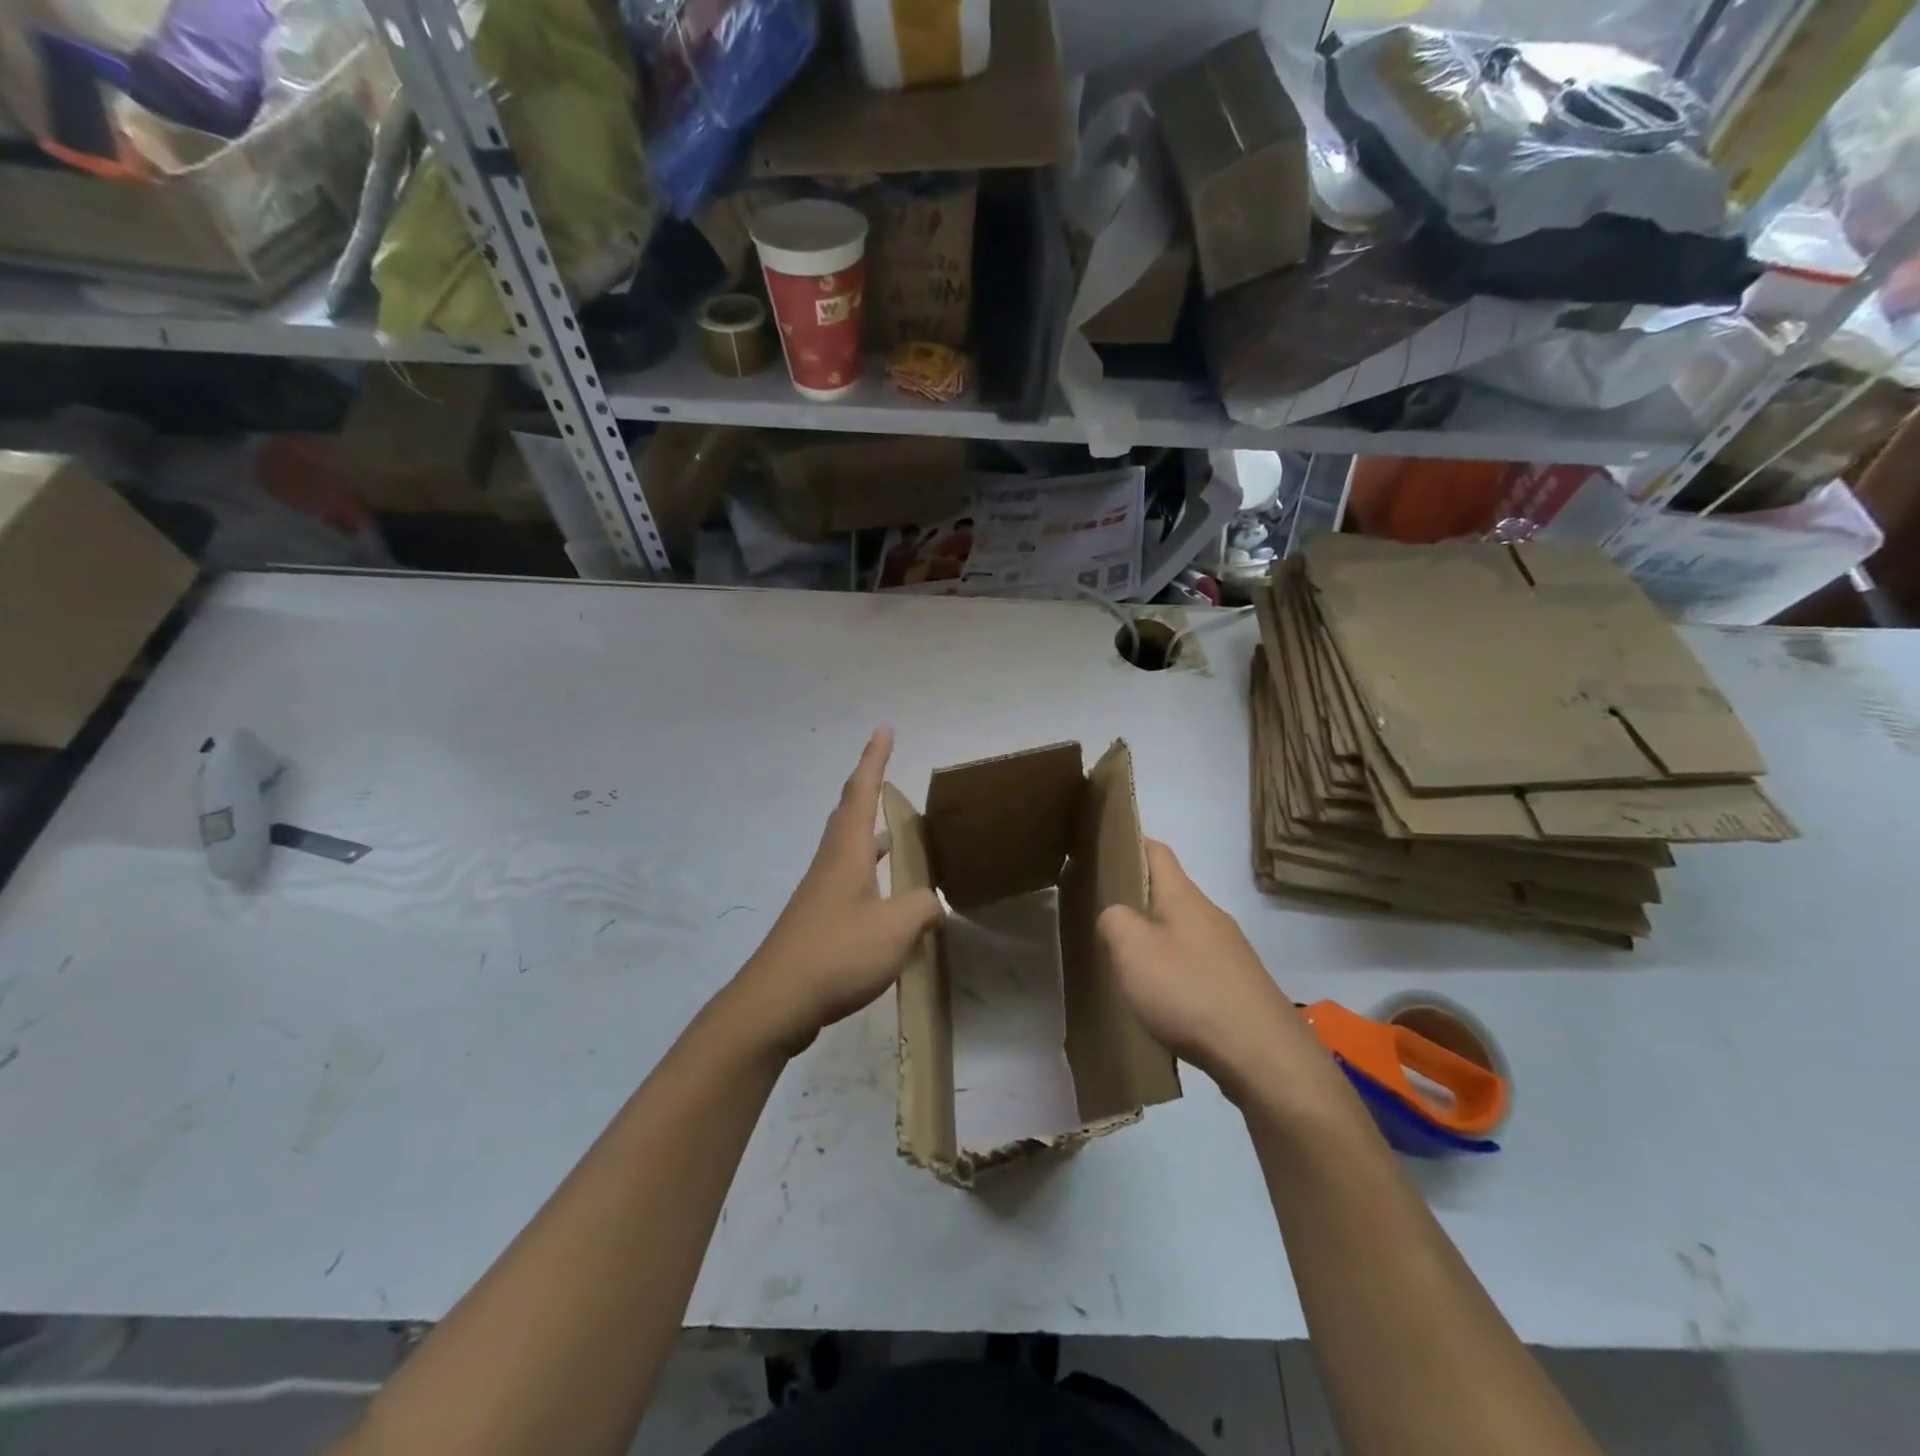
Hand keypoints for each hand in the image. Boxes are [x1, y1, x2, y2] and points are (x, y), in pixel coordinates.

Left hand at [727, 729, 944, 1057]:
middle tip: (889, 774)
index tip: (883, 728)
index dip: (875, 758)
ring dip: (871, 832)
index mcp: (848, 851)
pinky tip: (887, 896)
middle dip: (869, 788)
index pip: (862, 790)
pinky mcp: (818, 920)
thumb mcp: (897, 927)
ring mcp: (821, 892)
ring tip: (899, 833)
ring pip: (849, 847)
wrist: (777, 1001)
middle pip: (850, 813)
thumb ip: (923, 907)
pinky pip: (850, 879)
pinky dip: (871, 872)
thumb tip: (931, 902)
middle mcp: (831, 862)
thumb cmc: (838, 952)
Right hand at [1096, 840, 1321, 1100]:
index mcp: (1183, 896)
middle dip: (1136, 897)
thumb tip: (1115, 916)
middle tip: (1100, 914)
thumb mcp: (1131, 949)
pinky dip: (1173, 969)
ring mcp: (1229, 950)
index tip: (1100, 851)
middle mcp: (1210, 914)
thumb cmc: (1189, 991)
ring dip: (1154, 936)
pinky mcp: (1239, 984)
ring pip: (1182, 929)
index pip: (1156, 850)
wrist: (1263, 1054)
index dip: (1128, 843)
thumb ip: (1113, 920)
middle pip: (1169, 891)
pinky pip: (1196, 962)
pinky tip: (1160, 997)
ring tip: (1124, 960)